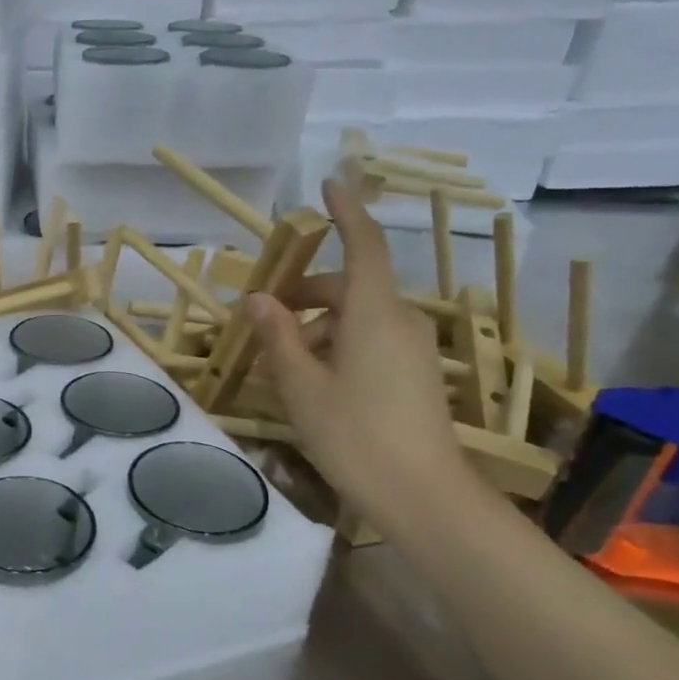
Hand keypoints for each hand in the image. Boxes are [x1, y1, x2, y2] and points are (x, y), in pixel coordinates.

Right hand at [248, 177, 469, 523]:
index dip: (346, 212)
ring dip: (318, 328)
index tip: (329, 184)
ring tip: (280, 366)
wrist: (421, 495)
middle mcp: (401, 320)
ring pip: (359, 318)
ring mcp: (414, 349)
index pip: (363, 245)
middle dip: (307, 295)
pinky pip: (372, 342)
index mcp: (374, 312)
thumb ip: (278, 336)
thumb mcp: (301, 385)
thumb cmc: (353, 434)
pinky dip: (338, 347)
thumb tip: (257, 298)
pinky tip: (312, 383)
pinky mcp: (417, 375)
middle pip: (351, 286)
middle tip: (264, 319)